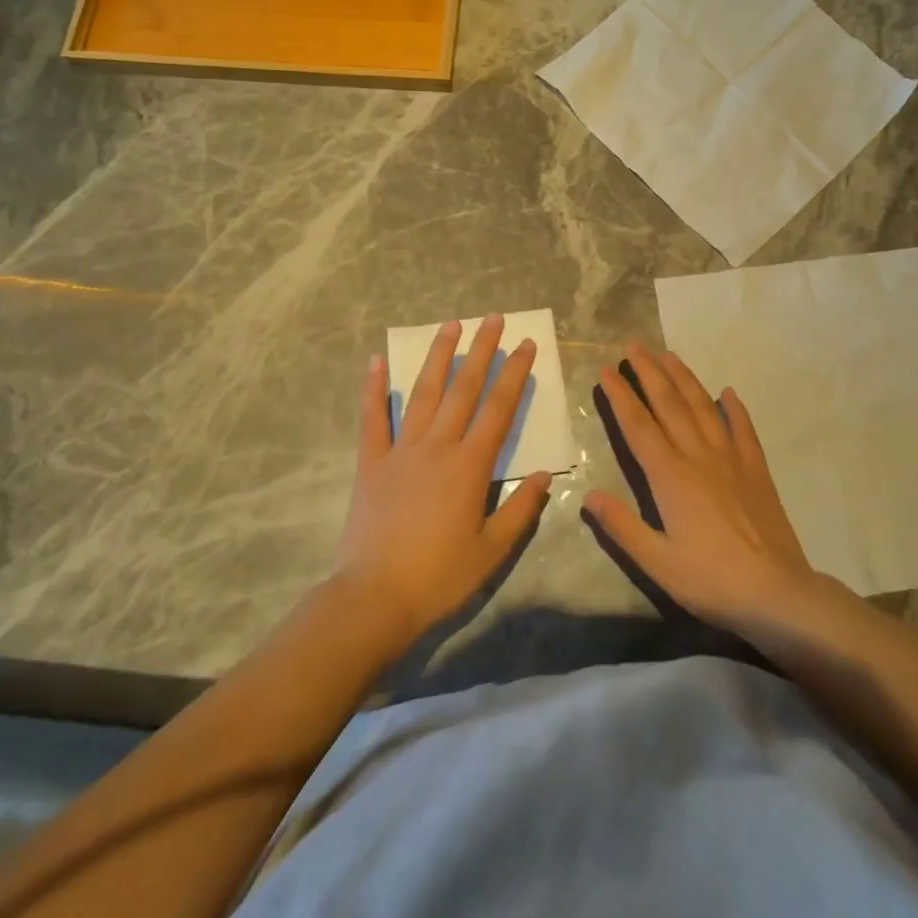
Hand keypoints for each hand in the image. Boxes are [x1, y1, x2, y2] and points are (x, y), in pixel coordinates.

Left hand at [333, 314, 552, 651]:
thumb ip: (521, 509)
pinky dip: (373, 389)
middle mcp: (438, 446)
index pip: (499, 408)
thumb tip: (546, 475)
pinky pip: (372, 419)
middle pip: (464, 388)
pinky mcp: (371, 463)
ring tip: (450, 325)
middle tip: (492, 318)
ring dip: (438, 356)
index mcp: (470, 465)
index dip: (515, 373)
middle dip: (481, 350)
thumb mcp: (492, 550)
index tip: (525, 345)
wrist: (374, 598)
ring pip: (422, 392)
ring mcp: (401, 450)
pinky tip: (376, 362)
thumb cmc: (440, 576)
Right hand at [584, 341, 814, 633]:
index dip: (620, 396)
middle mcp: (698, 457)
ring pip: (703, 407)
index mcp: (670, 477)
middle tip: (633, 345)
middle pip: (669, 404)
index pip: (638, 426)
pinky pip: (743, 429)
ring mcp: (731, 459)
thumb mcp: (657, 562)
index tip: (606, 370)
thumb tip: (588, 495)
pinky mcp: (756, 470)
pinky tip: (728, 392)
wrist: (777, 593)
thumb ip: (622, 527)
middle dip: (649, 372)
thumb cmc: (711, 580)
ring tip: (668, 355)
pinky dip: (734, 408)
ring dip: (684, 378)